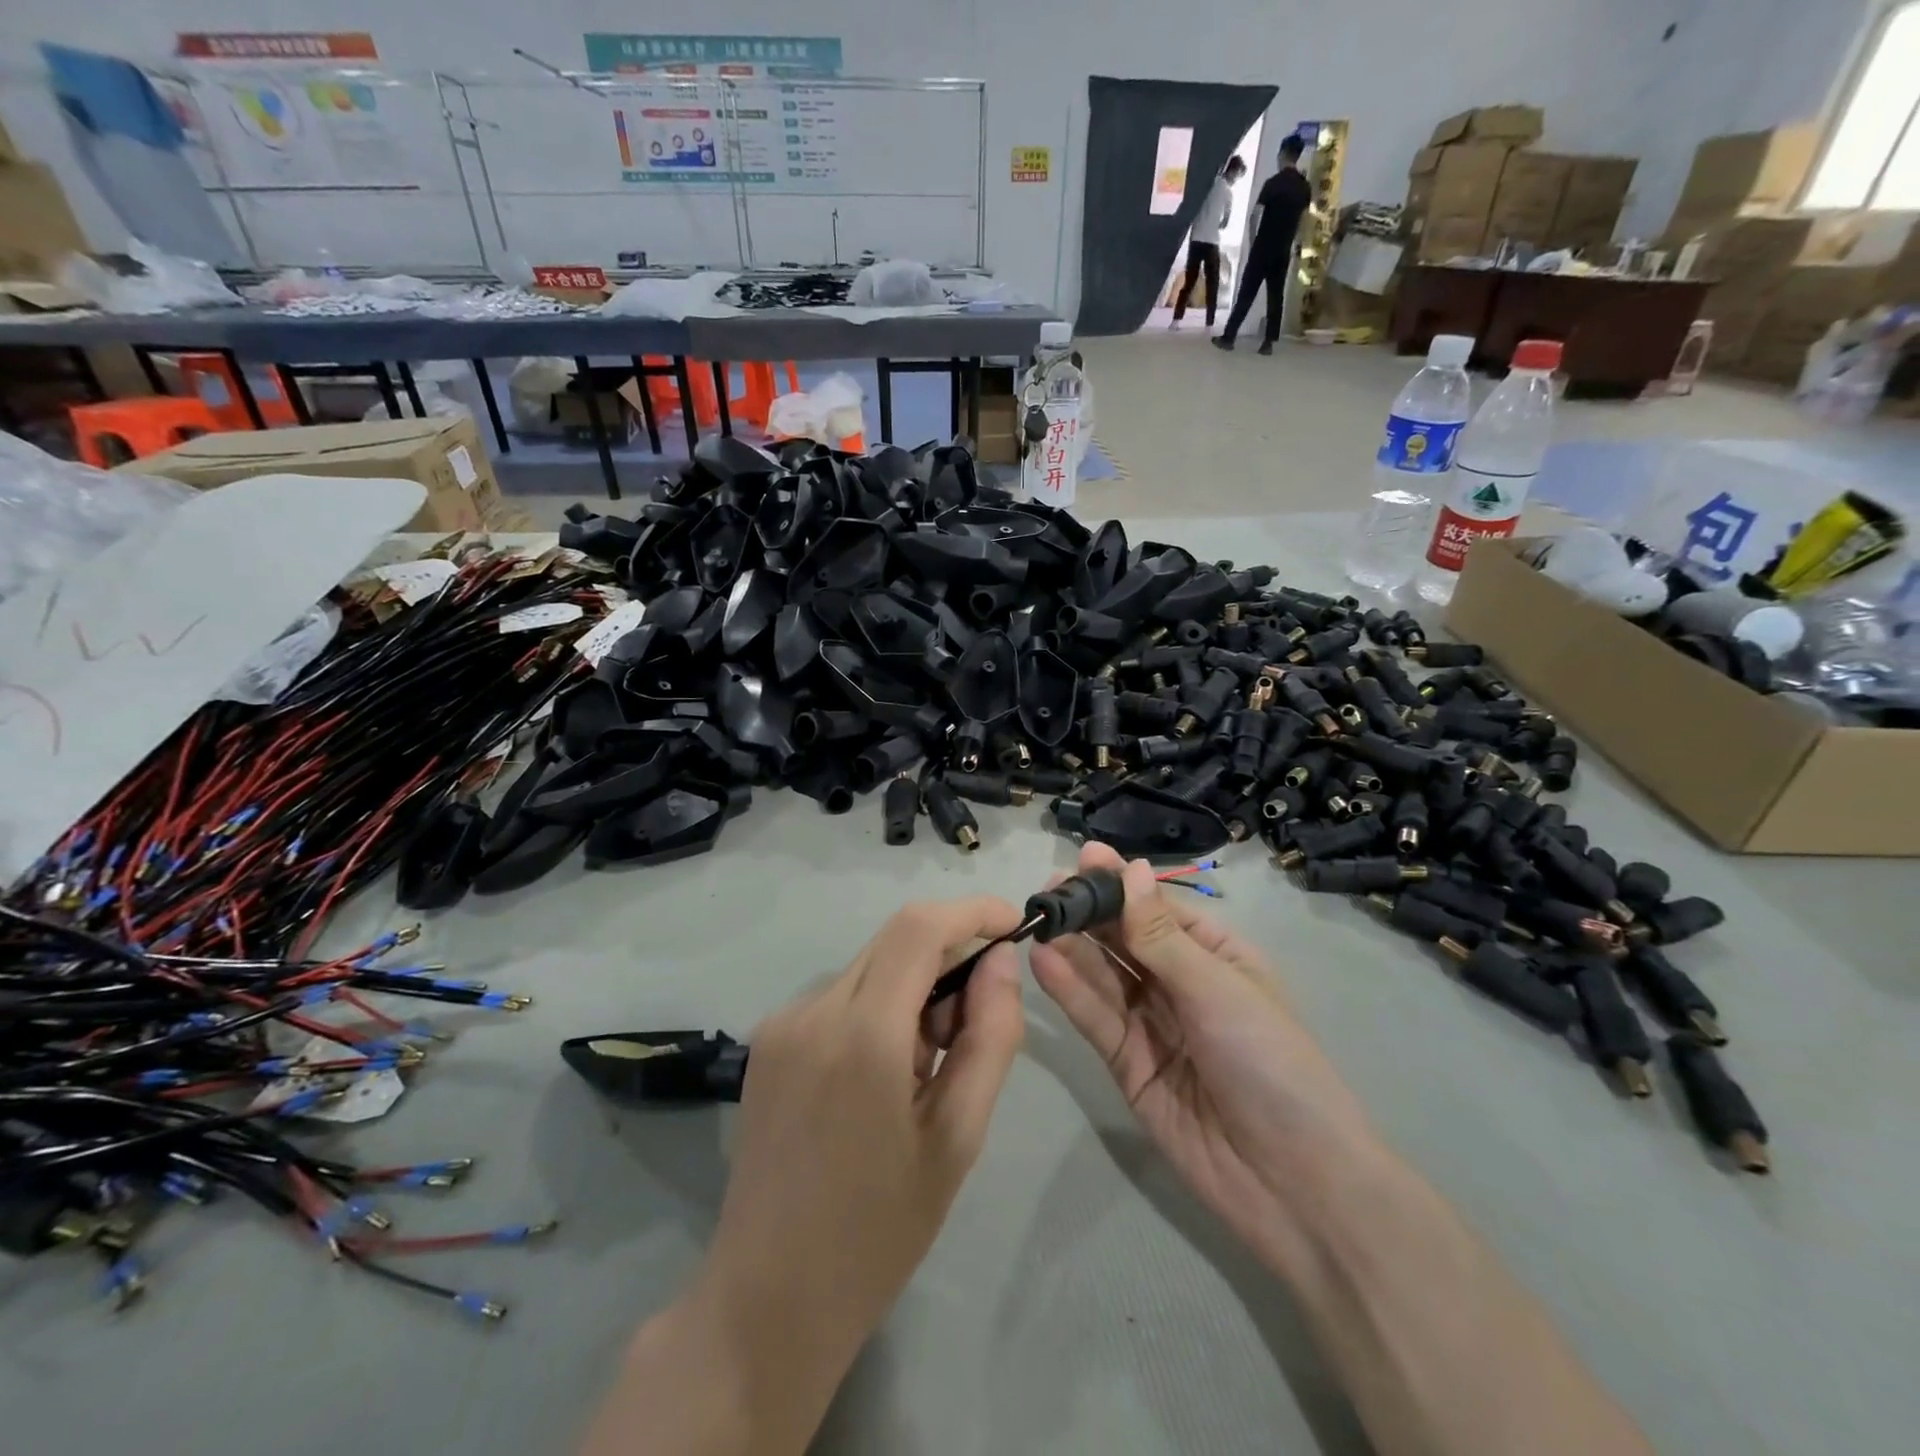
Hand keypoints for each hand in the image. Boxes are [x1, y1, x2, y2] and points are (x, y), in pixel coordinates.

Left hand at [697, 896, 1026, 1397]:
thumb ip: (990, 1036)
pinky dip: (877, 1008)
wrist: (766, 1299)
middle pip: (894, 940)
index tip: (1012, 926)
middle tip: (970, 1026)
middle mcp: (813, 1010)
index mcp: (862, 1035)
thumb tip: (1001, 961)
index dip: (971, 912)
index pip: (919, 928)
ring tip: (924, 1067)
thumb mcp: (958, 1137)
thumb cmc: (878, 1231)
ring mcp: (782, 1022)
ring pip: (869, 966)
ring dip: (912, 987)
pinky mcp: (767, 1039)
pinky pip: (839, 995)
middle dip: (947, 956)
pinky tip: (880, 1075)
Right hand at [1030, 843, 1377, 1275]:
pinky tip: (1044, 961)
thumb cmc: (1269, 1063)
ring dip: (1072, 947)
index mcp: (1215, 955)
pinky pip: (1096, 1018)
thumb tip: (1130, 868)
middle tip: (1047, 890)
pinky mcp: (1127, 1063)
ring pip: (1104, 975)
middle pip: (1125, 939)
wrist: (1293, 1183)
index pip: (1158, 909)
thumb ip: (1160, 935)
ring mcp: (1151, 1023)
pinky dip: (1070, 990)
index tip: (1083, 857)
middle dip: (1089, 912)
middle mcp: (1179, 982)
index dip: (1122, 884)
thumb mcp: (1217, 989)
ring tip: (1037, 919)